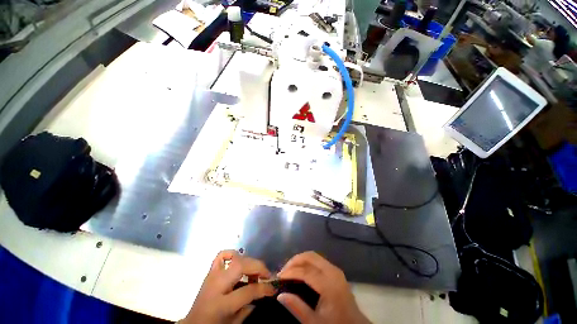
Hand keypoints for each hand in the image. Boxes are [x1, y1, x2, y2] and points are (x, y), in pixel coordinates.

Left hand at [181, 250, 275, 323]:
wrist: (195, 321)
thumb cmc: (216, 323)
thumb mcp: (236, 322)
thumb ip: (249, 308)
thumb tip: (261, 294)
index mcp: (223, 303)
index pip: (249, 290)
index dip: (265, 288)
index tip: (274, 289)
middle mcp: (216, 285)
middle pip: (240, 265)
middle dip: (258, 267)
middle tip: (267, 276)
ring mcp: (211, 276)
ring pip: (231, 257)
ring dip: (248, 262)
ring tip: (256, 273)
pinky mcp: (209, 273)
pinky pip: (220, 257)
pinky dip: (233, 256)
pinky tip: (241, 265)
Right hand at [277, 252, 370, 323]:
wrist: (353, 323)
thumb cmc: (333, 323)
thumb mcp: (313, 320)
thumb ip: (297, 307)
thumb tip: (280, 295)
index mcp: (330, 286)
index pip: (306, 272)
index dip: (289, 272)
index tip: (277, 279)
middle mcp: (335, 275)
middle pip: (312, 257)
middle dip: (294, 261)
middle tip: (282, 273)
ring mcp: (338, 273)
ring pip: (317, 258)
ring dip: (301, 262)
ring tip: (288, 273)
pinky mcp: (338, 276)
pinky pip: (321, 263)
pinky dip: (308, 264)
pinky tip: (300, 275)